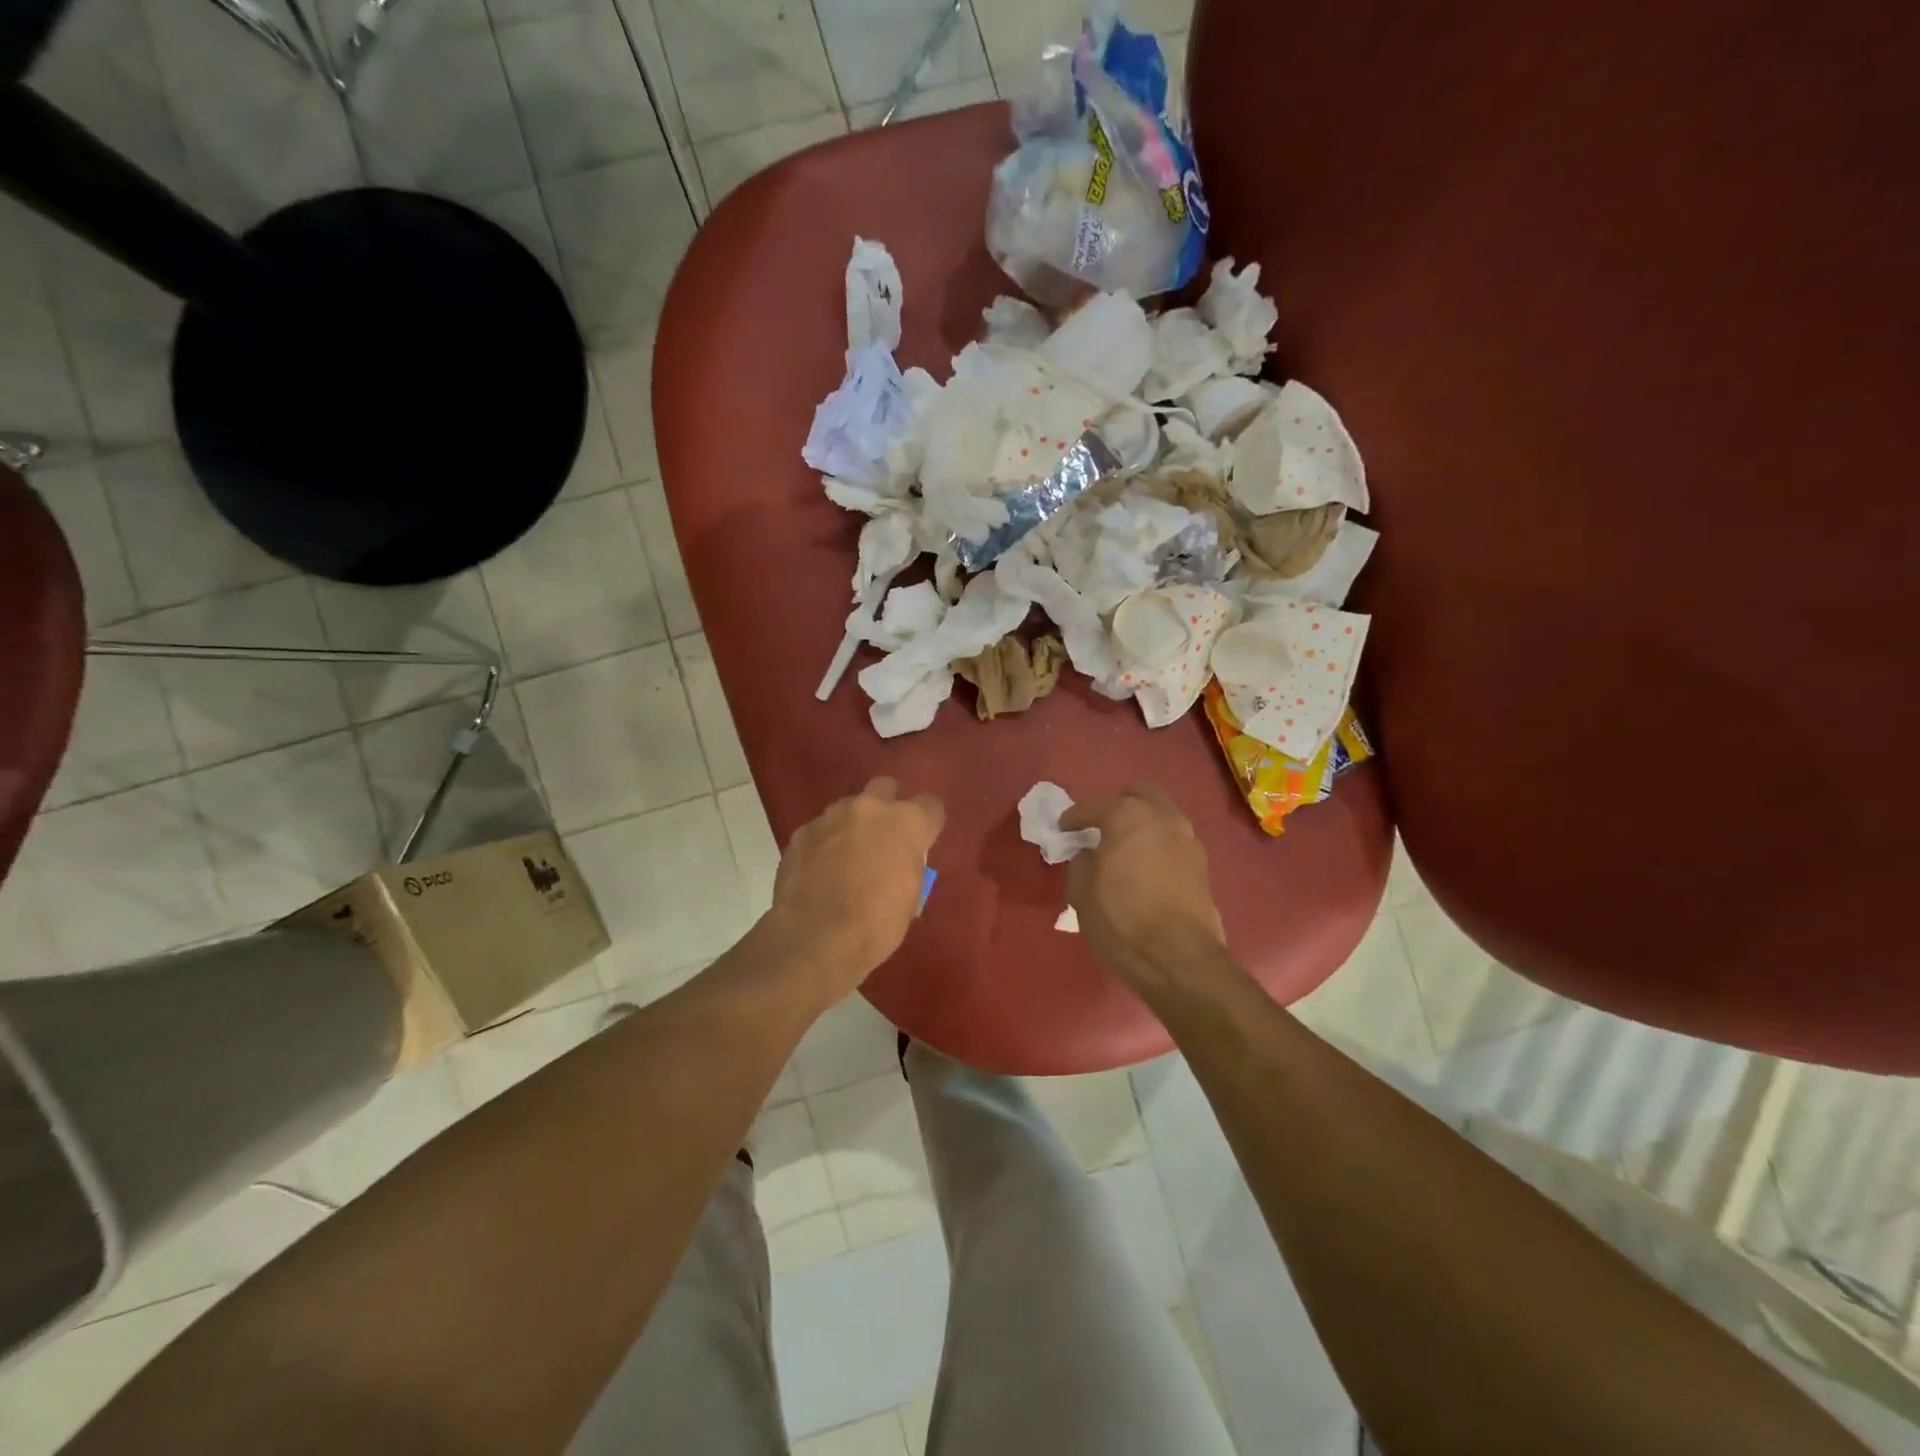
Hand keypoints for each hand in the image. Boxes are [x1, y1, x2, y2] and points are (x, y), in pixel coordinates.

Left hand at [766, 778, 944, 1000]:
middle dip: (887, 806)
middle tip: (883, 837)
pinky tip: (820, 871)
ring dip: (852, 825)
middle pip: (885, 788)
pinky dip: (824, 845)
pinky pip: (820, 831)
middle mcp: (870, 808)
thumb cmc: (878, 924)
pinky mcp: (801, 833)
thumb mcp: (911, 896)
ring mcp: (831, 817)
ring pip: (848, 808)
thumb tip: (899, 860)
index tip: (924, 839)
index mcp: (907, 822)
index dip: (928, 822)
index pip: (931, 805)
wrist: (817, 938)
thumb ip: (908, 864)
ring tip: (847, 857)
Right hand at [1061, 785, 1230, 999]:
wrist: (1180, 960)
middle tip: (1101, 828)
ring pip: (1162, 816)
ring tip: (1124, 849)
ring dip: (1142, 825)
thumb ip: (1081, 863)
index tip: (1062, 829)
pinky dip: (1158, 845)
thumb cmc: (1122, 921)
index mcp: (1128, 817)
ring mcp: (1188, 839)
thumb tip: (1089, 854)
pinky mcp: (1202, 865)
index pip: (1093, 808)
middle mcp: (1162, 818)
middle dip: (1118, 806)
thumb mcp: (1082, 894)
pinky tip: (1145, 868)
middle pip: (1140, 795)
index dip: (1074, 819)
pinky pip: (1174, 841)